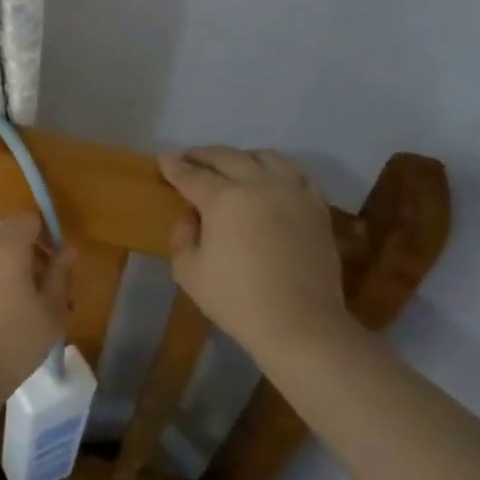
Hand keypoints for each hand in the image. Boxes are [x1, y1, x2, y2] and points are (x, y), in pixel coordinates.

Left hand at [0, 215, 72, 399]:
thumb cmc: (14, 340)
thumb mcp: (51, 311)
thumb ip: (60, 275)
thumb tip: (68, 251)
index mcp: (6, 246)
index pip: (27, 219)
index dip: (45, 233)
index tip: (57, 262)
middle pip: (7, 239)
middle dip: (28, 258)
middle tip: (46, 293)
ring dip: (7, 275)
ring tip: (23, 312)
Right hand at [159, 147, 351, 360]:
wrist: (301, 325)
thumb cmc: (237, 300)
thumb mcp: (188, 272)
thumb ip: (182, 235)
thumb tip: (192, 214)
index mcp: (223, 199)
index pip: (191, 174)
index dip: (173, 166)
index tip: (163, 159)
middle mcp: (258, 184)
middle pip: (226, 156)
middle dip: (202, 155)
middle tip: (189, 159)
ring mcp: (292, 192)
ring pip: (265, 156)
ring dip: (241, 157)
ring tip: (230, 166)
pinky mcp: (316, 206)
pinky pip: (296, 174)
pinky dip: (277, 170)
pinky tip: (270, 180)